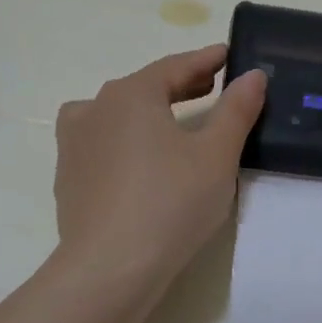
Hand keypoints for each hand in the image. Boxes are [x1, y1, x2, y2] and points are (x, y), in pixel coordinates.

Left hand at [53, 45, 266, 289]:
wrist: (110, 269)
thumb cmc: (171, 201)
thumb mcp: (218, 154)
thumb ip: (237, 110)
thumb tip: (253, 76)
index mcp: (131, 94)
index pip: (176, 66)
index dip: (206, 60)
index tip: (228, 54)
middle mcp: (95, 109)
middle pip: (145, 87)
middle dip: (180, 84)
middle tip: (212, 85)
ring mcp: (74, 144)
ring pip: (117, 113)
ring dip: (149, 109)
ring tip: (174, 119)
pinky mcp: (68, 177)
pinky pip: (103, 142)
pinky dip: (128, 138)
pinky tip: (143, 160)